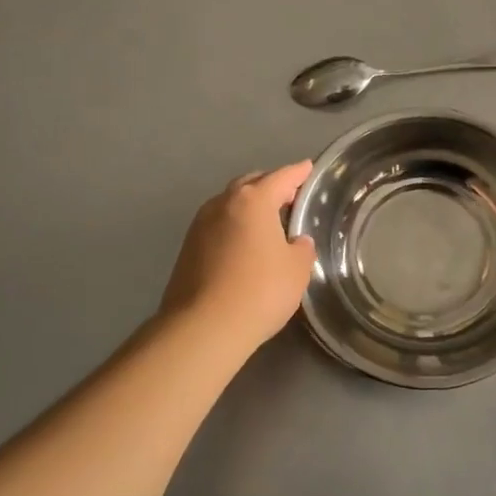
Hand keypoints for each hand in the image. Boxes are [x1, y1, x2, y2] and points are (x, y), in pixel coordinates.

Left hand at [160, 162, 316, 352]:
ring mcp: (200, 225)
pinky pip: (218, 226)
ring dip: (249, 207)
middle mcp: (222, 203)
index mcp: (253, 201)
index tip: (308, 168)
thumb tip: (295, 242)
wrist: (203, 328)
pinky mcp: (187, 249)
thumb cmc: (259, 291)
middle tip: (290, 196)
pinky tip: (245, 245)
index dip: (298, 172)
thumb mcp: (297, 270)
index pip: (282, 177)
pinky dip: (234, 227)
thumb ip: (301, 248)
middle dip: (270, 186)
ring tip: (267, 222)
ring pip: (230, 205)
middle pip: (251, 184)